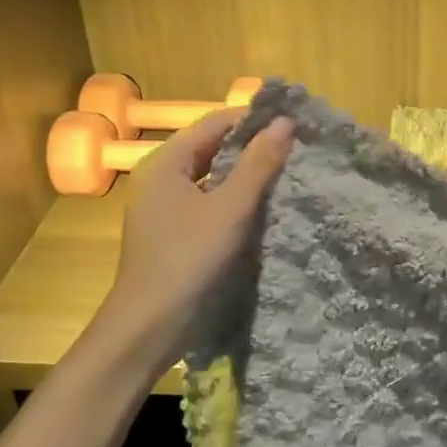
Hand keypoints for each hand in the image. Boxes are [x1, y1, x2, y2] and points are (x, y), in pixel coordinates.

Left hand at [93, 108, 293, 362]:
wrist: (148, 327)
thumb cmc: (187, 260)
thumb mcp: (230, 209)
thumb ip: (258, 164)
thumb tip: (286, 122)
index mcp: (166, 162)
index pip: (215, 123)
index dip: (254, 120)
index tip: (294, 123)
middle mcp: (161, 178)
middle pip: (213, 149)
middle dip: (253, 147)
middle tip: (298, 149)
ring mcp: (166, 208)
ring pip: (213, 178)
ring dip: (246, 175)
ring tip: (289, 174)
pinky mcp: (174, 234)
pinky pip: (210, 204)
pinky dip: (235, 200)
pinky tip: (265, 208)